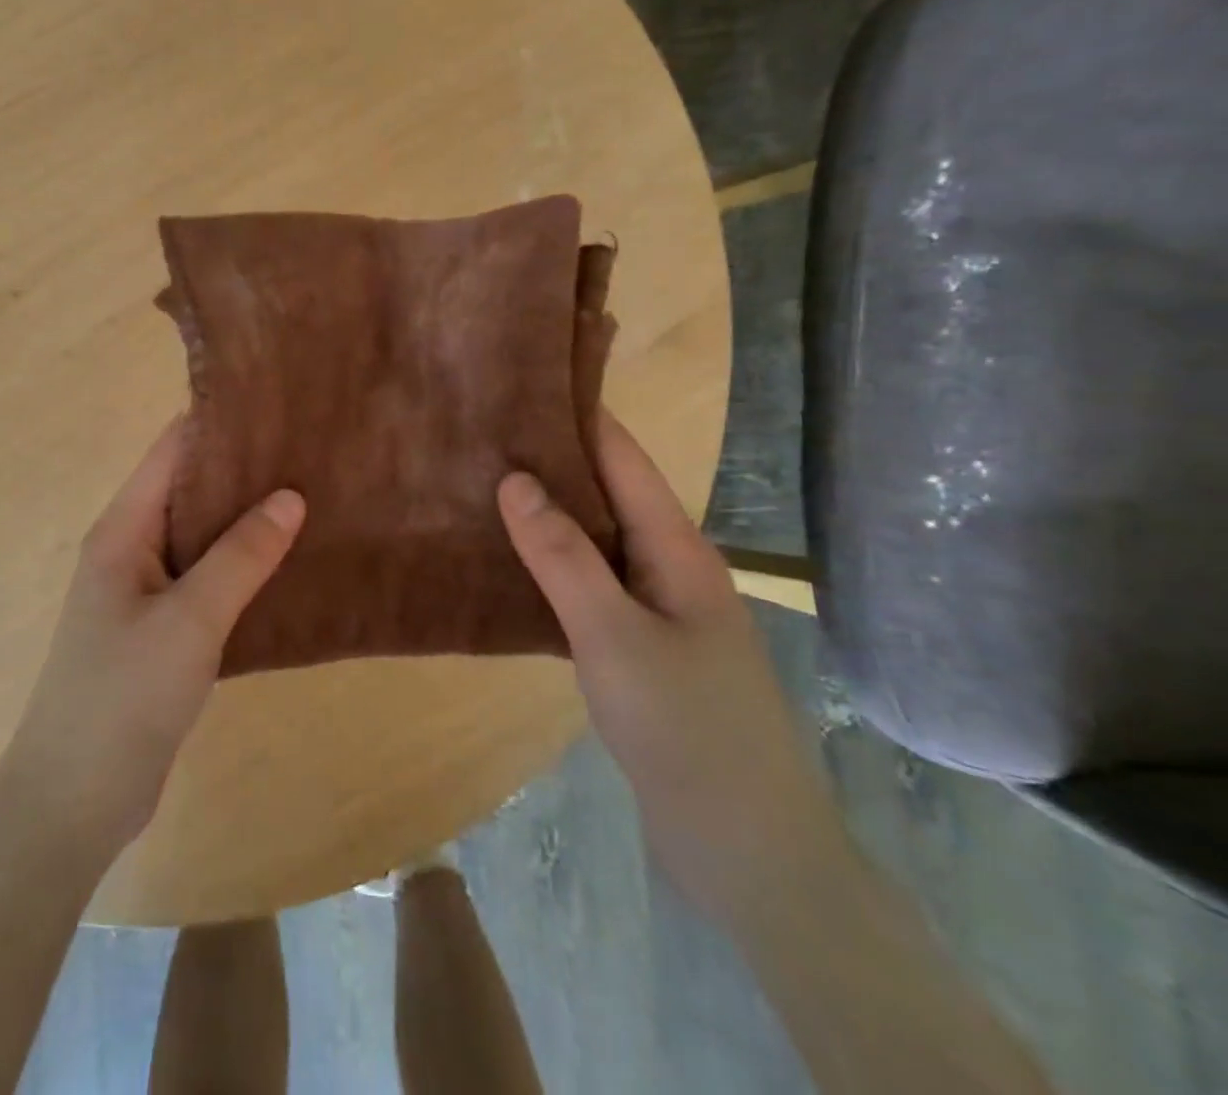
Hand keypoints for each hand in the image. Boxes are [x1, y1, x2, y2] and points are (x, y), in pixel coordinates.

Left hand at [2, 419, 304, 854]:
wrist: (73, 801)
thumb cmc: (123, 697)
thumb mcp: (189, 620)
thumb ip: (240, 556)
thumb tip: (290, 495)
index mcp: (123, 530)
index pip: (172, 451)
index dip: (220, 423)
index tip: (279, 406)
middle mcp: (132, 549)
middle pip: (190, 489)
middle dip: (244, 471)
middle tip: (311, 452)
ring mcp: (147, 591)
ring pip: (203, 537)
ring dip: (248, 520)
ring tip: (314, 496)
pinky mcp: (163, 630)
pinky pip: (208, 579)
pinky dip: (244, 566)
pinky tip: (290, 563)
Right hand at [498, 412, 851, 923]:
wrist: (745, 847)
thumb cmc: (685, 728)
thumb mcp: (613, 636)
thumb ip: (563, 556)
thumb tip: (515, 479)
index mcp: (678, 550)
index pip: (624, 460)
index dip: (581, 416)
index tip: (527, 381)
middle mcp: (669, 568)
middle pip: (607, 496)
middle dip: (552, 461)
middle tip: (483, 432)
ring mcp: (655, 612)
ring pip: (594, 544)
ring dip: (547, 516)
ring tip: (483, 486)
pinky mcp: (638, 650)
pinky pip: (587, 587)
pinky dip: (549, 567)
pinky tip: (507, 565)